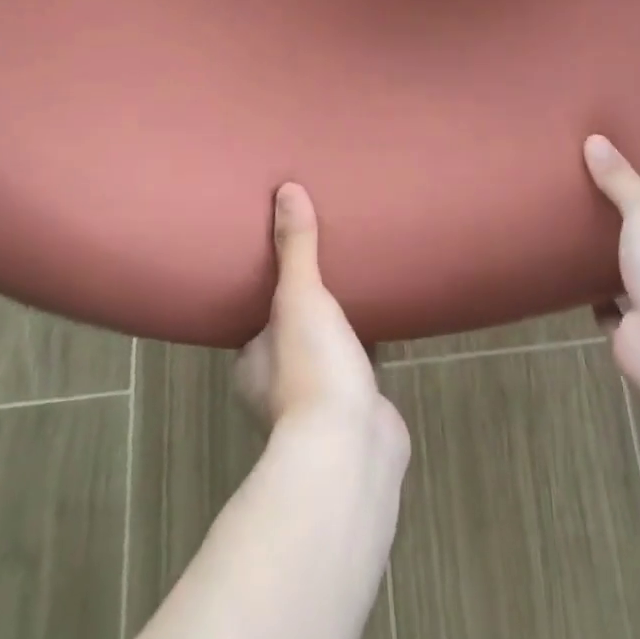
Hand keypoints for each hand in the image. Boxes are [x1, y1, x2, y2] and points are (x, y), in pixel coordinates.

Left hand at [235, 184, 404, 447]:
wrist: (350, 449)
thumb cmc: (310, 368)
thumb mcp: (298, 296)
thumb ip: (295, 246)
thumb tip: (286, 189)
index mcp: (254, 361)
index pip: (255, 321)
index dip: (268, 296)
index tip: (286, 268)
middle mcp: (278, 386)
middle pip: (291, 337)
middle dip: (307, 313)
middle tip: (329, 271)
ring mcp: (318, 406)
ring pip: (326, 356)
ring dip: (337, 335)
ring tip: (358, 293)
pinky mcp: (356, 414)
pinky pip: (359, 372)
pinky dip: (367, 354)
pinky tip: (386, 332)